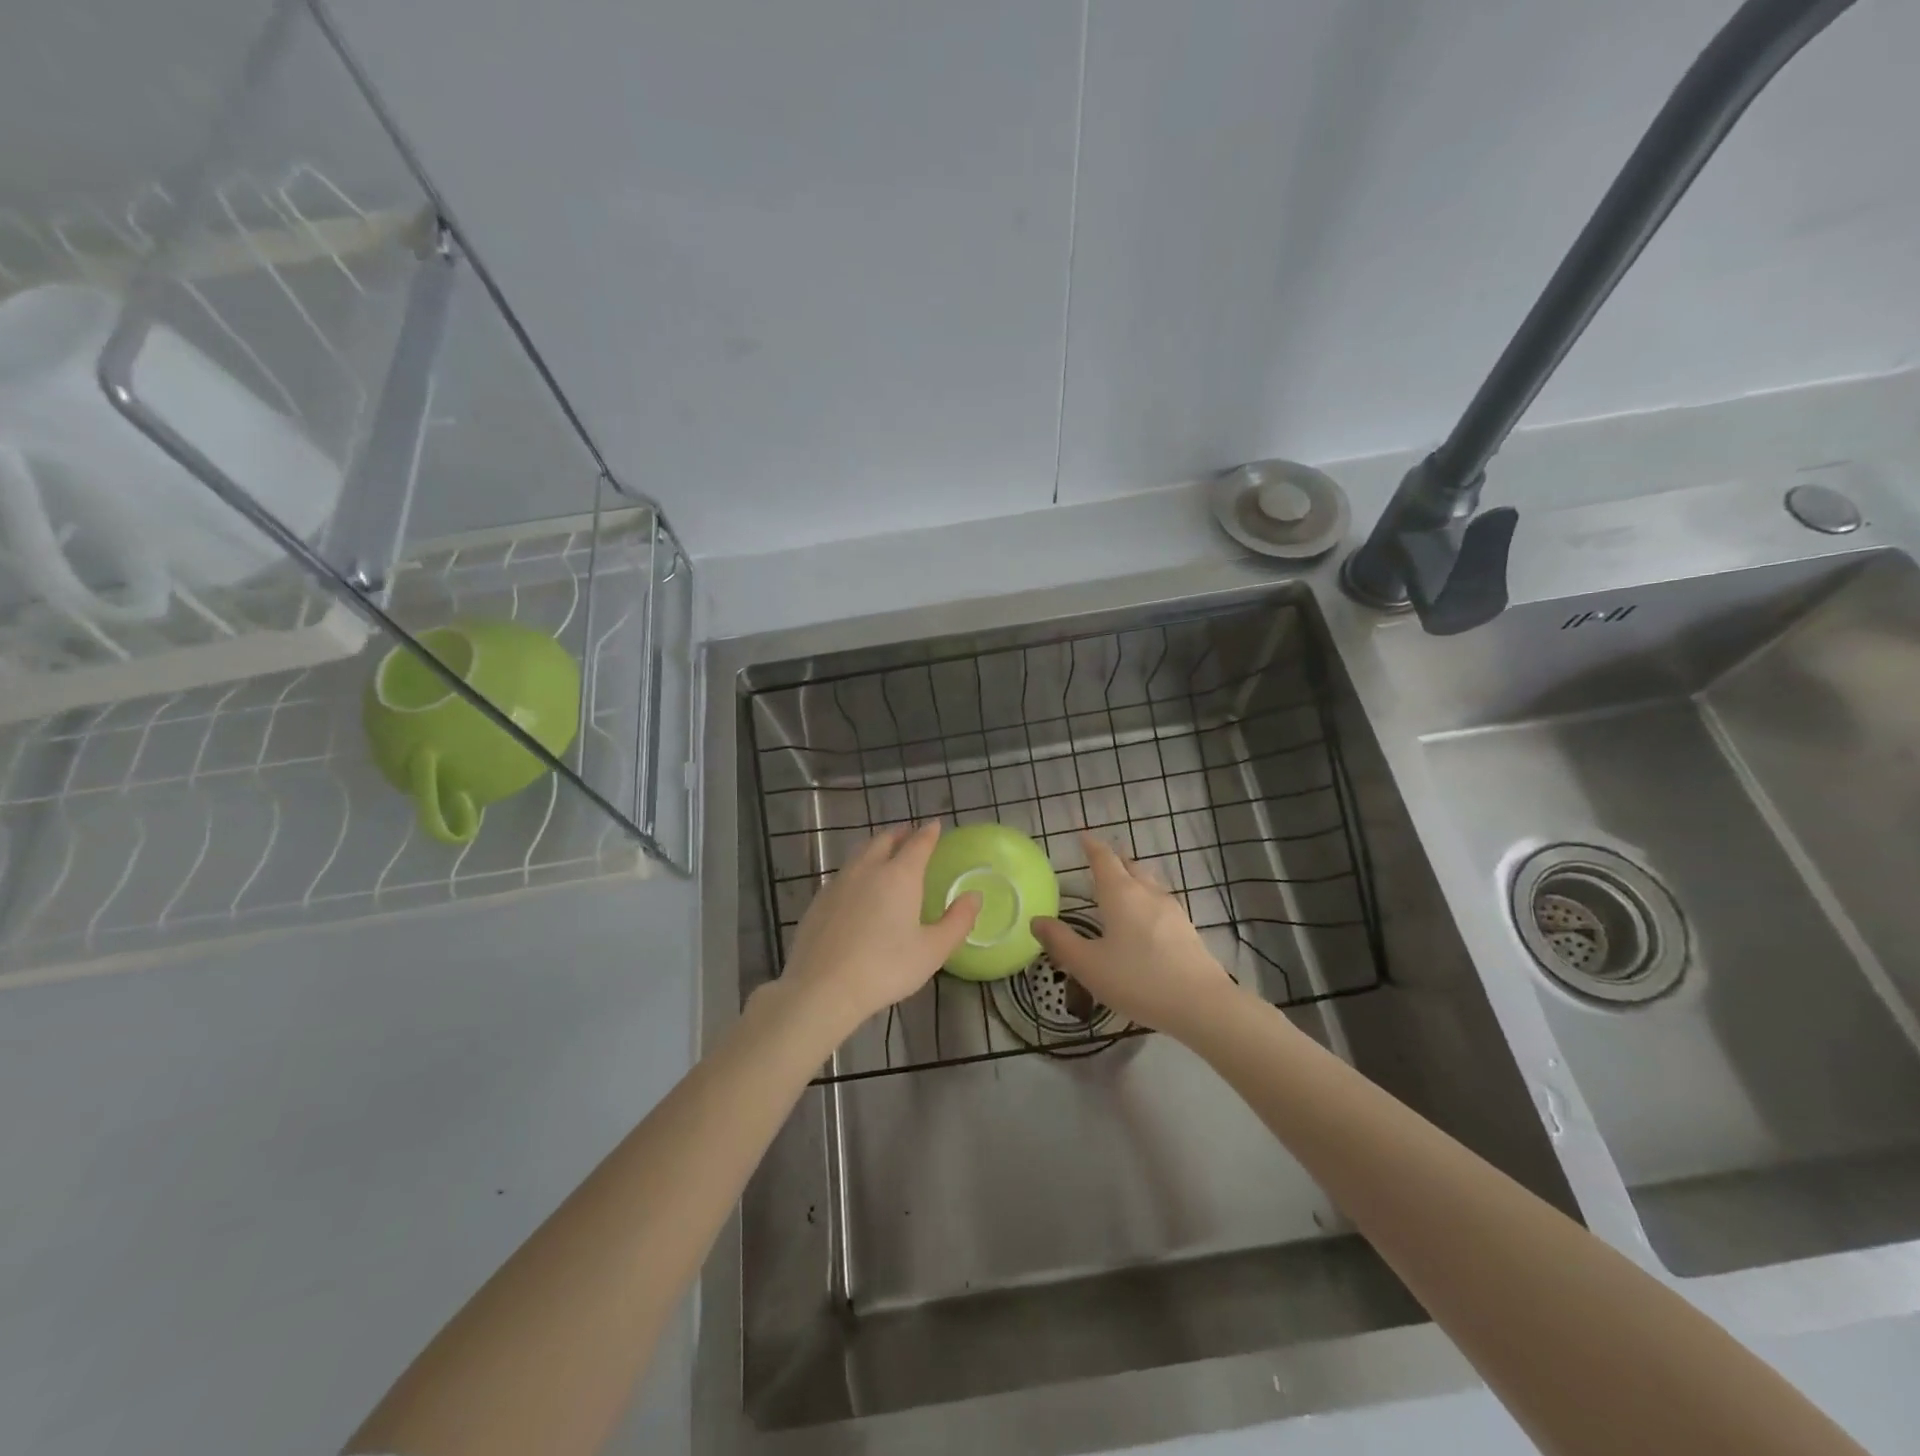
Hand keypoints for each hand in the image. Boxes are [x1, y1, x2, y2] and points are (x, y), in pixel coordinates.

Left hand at [780, 823, 979, 1035]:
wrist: (822, 988)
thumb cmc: (885, 969)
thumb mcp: (932, 950)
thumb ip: (958, 921)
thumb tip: (975, 896)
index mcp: (899, 876)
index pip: (918, 843)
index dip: (929, 833)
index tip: (935, 825)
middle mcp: (868, 869)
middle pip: (884, 840)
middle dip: (900, 834)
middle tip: (910, 836)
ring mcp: (839, 882)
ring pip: (860, 853)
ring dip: (875, 847)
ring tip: (884, 854)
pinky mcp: (819, 900)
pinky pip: (843, 873)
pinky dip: (856, 870)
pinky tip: (857, 888)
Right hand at [1033, 833, 1238, 1036]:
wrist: (1201, 1004)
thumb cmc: (1138, 979)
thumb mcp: (1088, 965)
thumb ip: (1060, 941)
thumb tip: (1037, 920)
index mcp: (1120, 894)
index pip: (1103, 859)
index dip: (1091, 845)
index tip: (1083, 835)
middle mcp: (1147, 893)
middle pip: (1130, 865)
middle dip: (1114, 859)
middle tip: (1100, 858)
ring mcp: (1172, 910)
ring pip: (1149, 882)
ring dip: (1133, 877)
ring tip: (1122, 884)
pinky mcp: (1187, 929)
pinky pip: (1161, 902)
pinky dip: (1147, 899)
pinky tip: (1146, 918)